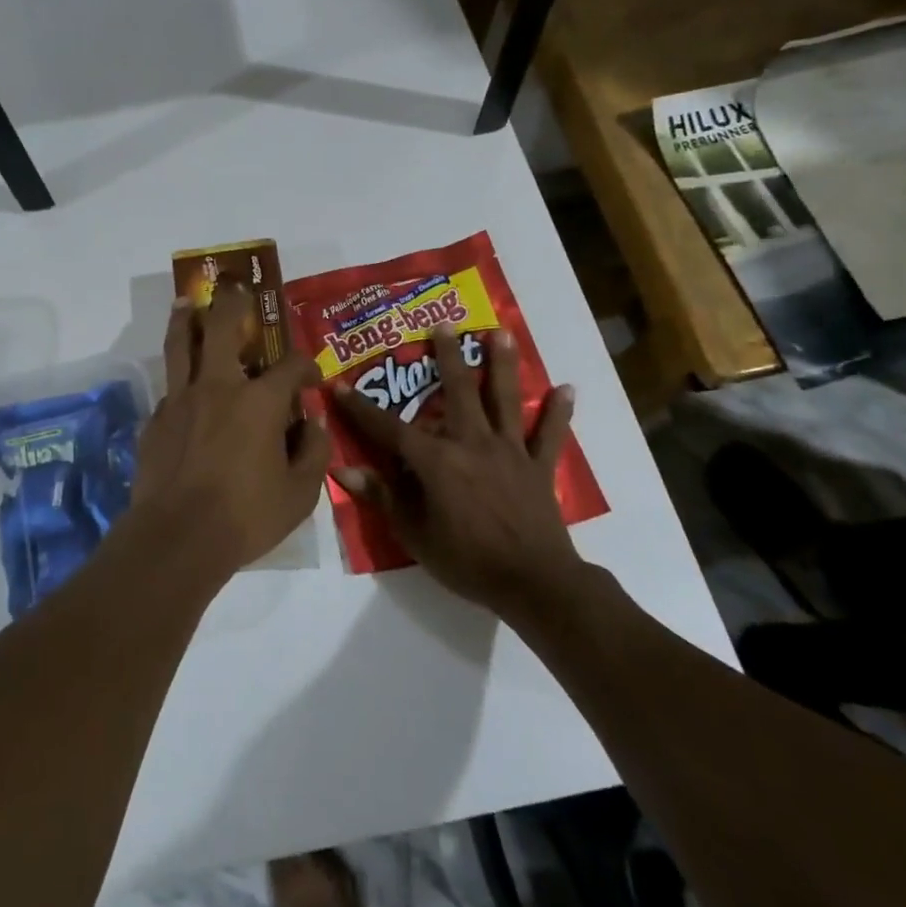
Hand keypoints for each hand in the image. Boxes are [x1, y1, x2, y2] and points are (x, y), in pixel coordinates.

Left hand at [127, 283, 330, 581]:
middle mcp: (217, 387)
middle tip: (236, 287)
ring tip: (188, 302)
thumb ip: (314, 452)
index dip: (306, 366)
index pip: (289, 367)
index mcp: (259, 402)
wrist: (177, 539)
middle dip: (233, 303)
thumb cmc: (246, 517)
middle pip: (223, 327)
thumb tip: (312, 423)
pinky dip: (179, 380)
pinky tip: (183, 389)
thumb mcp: (300, 494)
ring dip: (187, 318)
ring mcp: (180, 401)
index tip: (312, 378)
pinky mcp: (154, 421)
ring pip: (181, 345)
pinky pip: (169, 389)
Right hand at [330, 326, 583, 620]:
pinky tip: (566, 389)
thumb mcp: (413, 534)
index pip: (388, 428)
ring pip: (504, 400)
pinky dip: (558, 413)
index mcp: (436, 460)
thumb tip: (342, 470)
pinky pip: (550, 435)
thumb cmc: (466, 560)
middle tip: (444, 323)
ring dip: (502, 365)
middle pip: (458, 391)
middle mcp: (472, 443)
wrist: (532, 583)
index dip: (360, 408)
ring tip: (501, 332)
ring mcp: (510, 451)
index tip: (339, 385)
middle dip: (447, 356)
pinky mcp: (539, 467)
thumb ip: (381, 496)